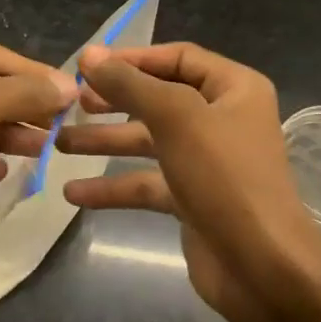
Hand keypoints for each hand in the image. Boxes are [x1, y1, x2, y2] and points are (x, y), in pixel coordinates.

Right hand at [57, 42, 320, 321]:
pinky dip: (114, 187)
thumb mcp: (176, 118)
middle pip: (159, 99)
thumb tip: (89, 54)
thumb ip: (130, 84)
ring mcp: (208, 161)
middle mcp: (223, 118)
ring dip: (106, 142)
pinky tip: (74, 193)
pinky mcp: (193, 198)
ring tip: (58, 144)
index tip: (88, 66)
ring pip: (148, 141)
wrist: (262, 267)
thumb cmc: (225, 177)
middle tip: (72, 104)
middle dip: (114, 101)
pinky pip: (148, 183)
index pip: (178, 58)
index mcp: (234, 88)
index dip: (133, 59)